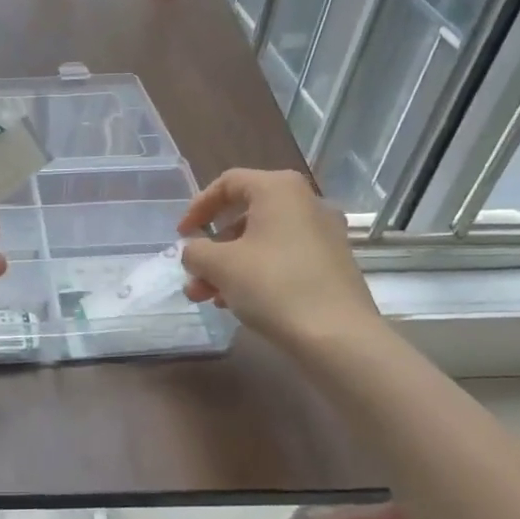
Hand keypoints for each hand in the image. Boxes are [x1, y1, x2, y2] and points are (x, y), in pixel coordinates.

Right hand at [176, 169, 382, 350]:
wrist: (337, 336)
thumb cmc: (273, 286)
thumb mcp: (219, 265)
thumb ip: (195, 251)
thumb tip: (195, 252)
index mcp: (279, 189)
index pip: (228, 183)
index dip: (198, 207)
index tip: (182, 235)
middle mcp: (306, 203)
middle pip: (245, 216)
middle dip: (212, 248)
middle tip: (193, 274)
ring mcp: (324, 235)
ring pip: (262, 242)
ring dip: (229, 266)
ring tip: (208, 297)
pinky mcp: (332, 265)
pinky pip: (283, 259)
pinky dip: (256, 274)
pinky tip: (238, 304)